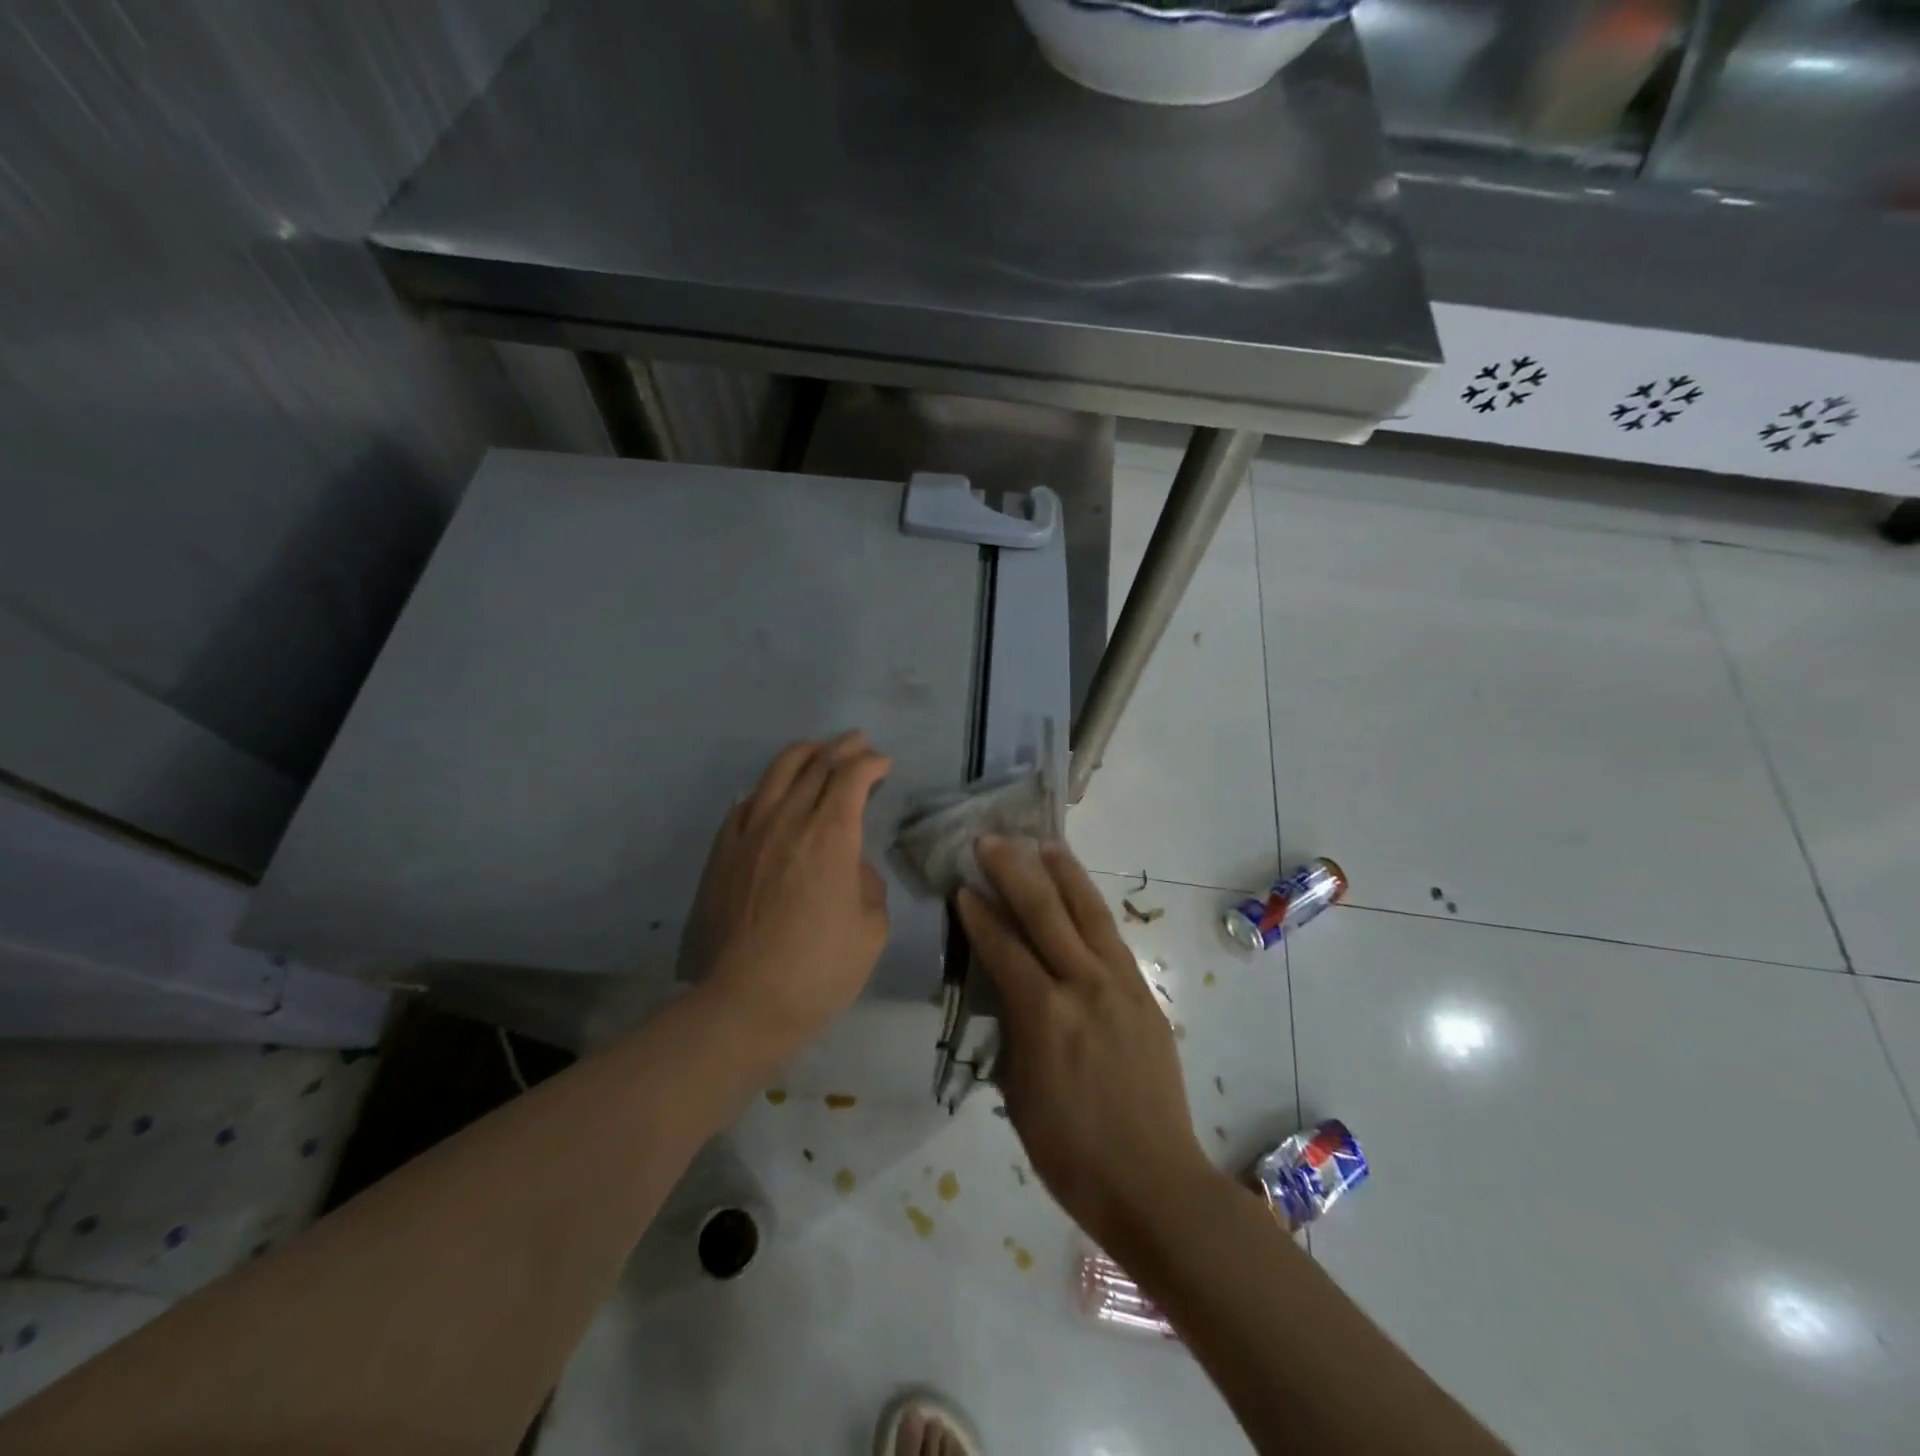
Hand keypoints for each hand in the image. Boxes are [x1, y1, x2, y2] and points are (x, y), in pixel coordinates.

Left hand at [683, 732, 891, 1062]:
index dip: (872, 763)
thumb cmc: (820, 969)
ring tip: (818, 750)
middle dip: (842, 748)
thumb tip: (851, 866)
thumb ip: (867, 884)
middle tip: (859, 743)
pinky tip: (773, 792)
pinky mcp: (724, 852)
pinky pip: (745, 803)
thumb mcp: (872, 929)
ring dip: (803, 754)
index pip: (852, 777)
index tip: (884, 765)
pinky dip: (767, 788)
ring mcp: (750, 833)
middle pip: (816, 765)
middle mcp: (789, 820)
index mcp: (831, 835)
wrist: (745, 1002)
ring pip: (776, 773)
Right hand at [957, 837, 1217, 1249]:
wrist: (1154, 1182)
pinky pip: (1111, 938)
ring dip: (1063, 873)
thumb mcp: (1019, 1096)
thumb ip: (1012, 1034)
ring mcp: (1120, 985)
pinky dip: (1092, 908)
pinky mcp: (1144, 993)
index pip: (1003, 947)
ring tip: (1044, 845)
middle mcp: (1083, 985)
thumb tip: (1006, 996)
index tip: (961, 886)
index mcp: (1044, 1015)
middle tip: (991, 841)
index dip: (979, 914)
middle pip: (1044, 911)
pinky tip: (1081, 896)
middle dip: (1013, 871)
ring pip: (1087, 912)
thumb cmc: (1071, 1153)